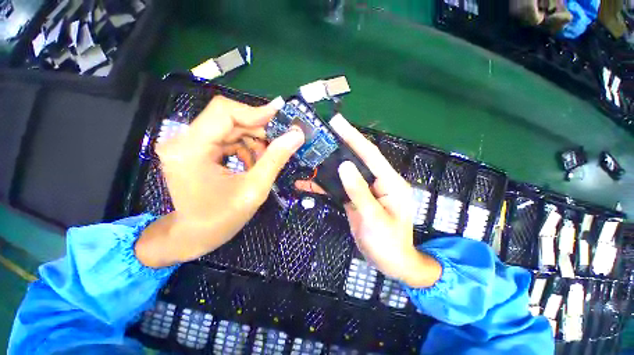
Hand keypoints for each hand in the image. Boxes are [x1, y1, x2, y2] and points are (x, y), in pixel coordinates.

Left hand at [135, 96, 304, 267]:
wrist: (195, 235)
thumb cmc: (222, 219)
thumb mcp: (254, 189)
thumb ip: (275, 159)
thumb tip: (296, 135)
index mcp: (191, 149)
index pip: (223, 112)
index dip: (255, 111)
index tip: (281, 116)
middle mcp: (183, 140)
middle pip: (228, 119)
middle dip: (257, 130)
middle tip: (279, 142)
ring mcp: (187, 144)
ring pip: (229, 128)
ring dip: (253, 140)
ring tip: (266, 158)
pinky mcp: (194, 149)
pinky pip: (225, 138)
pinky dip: (244, 147)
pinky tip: (253, 162)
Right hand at [328, 115, 441, 287]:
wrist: (390, 262)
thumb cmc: (389, 243)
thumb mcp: (375, 218)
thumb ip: (360, 192)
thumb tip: (345, 166)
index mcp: (389, 182)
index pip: (370, 154)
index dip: (354, 137)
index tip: (338, 122)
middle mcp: (377, 181)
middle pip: (357, 159)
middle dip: (339, 145)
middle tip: (320, 134)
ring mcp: (364, 189)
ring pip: (345, 172)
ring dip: (328, 165)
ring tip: (311, 154)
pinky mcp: (355, 198)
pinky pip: (339, 187)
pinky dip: (325, 185)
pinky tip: (309, 183)